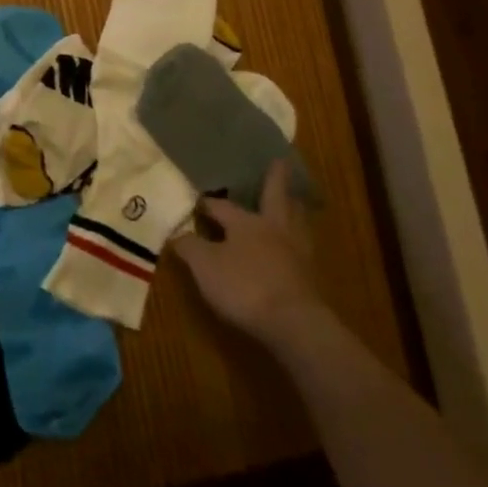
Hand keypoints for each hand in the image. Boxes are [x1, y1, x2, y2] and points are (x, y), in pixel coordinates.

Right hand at [171, 160, 323, 347]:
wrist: (295, 325)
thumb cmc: (245, 286)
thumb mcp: (205, 266)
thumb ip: (189, 247)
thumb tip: (177, 233)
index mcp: (246, 222)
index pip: (222, 206)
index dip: (207, 203)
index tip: (196, 199)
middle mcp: (274, 229)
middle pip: (275, 198)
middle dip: (275, 180)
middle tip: (280, 161)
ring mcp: (296, 252)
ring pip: (296, 220)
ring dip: (292, 208)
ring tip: (292, 200)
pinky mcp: (310, 277)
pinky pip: (302, 248)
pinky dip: (297, 239)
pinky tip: (293, 246)